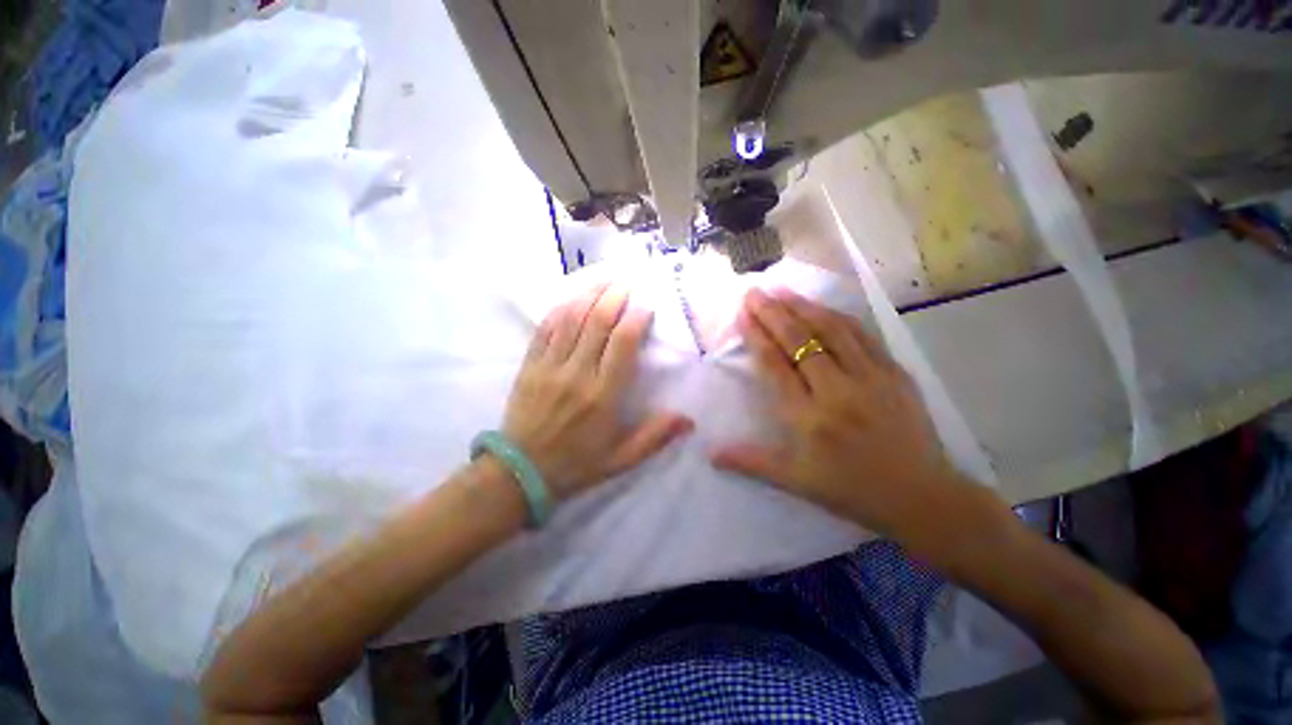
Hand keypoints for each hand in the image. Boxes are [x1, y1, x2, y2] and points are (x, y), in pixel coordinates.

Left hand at [502, 282, 692, 500]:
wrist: (520, 473)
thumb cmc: (576, 465)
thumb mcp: (621, 460)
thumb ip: (654, 437)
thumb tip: (688, 420)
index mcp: (603, 396)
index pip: (622, 344)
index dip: (635, 319)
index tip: (646, 305)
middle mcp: (577, 374)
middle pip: (597, 323)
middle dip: (614, 297)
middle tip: (626, 281)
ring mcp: (550, 367)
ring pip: (571, 319)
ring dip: (588, 295)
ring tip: (603, 279)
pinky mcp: (530, 366)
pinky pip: (545, 329)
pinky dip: (559, 309)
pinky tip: (571, 297)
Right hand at [712, 288, 971, 538]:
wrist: (922, 498)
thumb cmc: (851, 490)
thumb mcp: (795, 481)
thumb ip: (751, 462)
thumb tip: (711, 454)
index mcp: (808, 418)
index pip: (775, 366)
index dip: (756, 336)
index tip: (742, 314)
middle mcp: (836, 392)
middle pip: (799, 341)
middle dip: (773, 313)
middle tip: (754, 292)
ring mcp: (870, 379)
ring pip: (832, 331)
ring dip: (804, 307)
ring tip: (783, 290)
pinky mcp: (895, 374)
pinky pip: (863, 337)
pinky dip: (839, 318)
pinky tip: (823, 307)